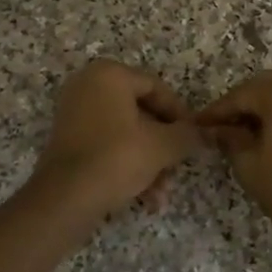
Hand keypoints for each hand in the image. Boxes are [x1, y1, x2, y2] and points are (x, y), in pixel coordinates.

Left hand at [31, 59, 197, 218]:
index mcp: (109, 75)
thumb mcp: (162, 146)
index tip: (194, 137)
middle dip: (163, 145)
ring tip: (161, 193)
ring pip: (125, 133)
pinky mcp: (67, 139)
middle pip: (141, 112)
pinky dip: (126, 164)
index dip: (180, 114)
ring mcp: (74, 112)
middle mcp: (87, 85)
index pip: (156, 88)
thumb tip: (205, 132)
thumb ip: (188, 135)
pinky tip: (143, 196)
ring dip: (148, 161)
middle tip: (177, 168)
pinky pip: (106, 144)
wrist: (66, 197)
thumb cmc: (117, 158)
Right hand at [196, 71, 271, 240]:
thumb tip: (216, 129)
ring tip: (240, 132)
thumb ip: (229, 138)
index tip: (197, 124)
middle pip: (263, 87)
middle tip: (217, 127)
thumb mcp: (248, 163)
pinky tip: (267, 134)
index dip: (216, 111)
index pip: (239, 95)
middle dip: (239, 104)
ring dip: (261, 108)